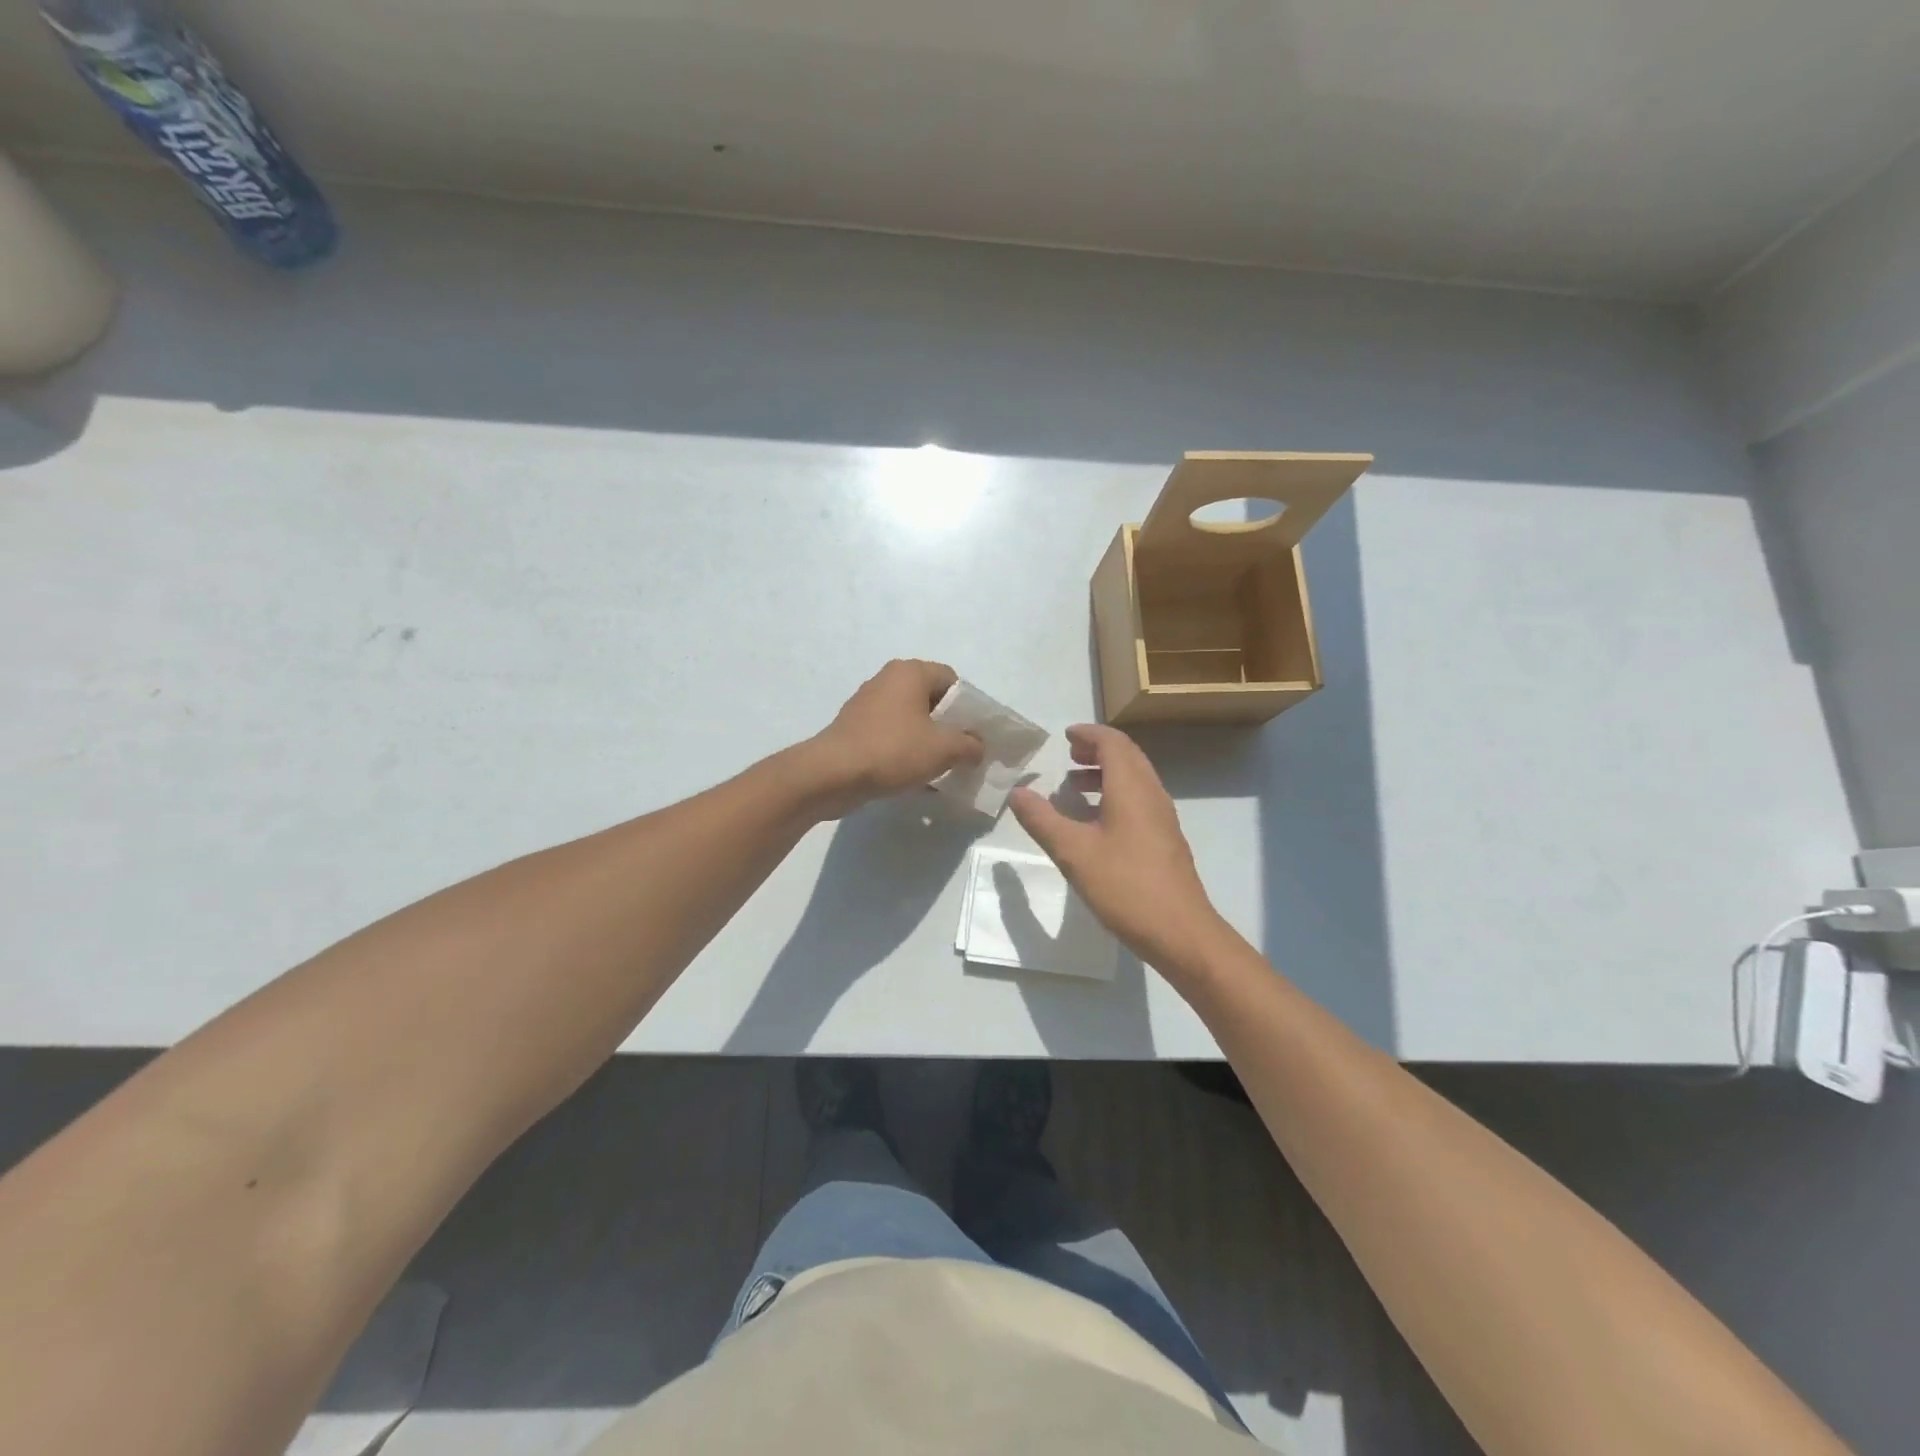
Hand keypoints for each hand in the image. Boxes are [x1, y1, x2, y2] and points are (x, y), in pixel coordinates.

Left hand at [804, 659, 983, 816]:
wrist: (832, 774)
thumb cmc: (893, 751)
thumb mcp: (944, 749)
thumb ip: (970, 745)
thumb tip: (977, 746)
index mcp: (910, 672)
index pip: (953, 681)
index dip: (969, 708)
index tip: (975, 735)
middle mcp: (887, 680)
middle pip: (931, 700)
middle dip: (949, 727)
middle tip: (962, 753)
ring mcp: (867, 703)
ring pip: (911, 719)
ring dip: (927, 741)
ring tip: (940, 768)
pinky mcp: (855, 727)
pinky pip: (891, 735)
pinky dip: (905, 750)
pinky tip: (913, 777)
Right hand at [1009, 724, 1230, 978]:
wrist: (1180, 932)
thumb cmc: (1125, 886)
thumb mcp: (1074, 852)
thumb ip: (1042, 820)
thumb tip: (1017, 792)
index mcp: (1132, 788)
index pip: (1113, 743)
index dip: (1089, 734)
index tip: (1065, 737)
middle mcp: (1152, 794)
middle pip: (1128, 756)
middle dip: (1097, 750)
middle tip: (1069, 756)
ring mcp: (1162, 818)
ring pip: (1135, 779)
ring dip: (1106, 773)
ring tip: (1074, 786)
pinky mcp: (1165, 839)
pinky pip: (1139, 800)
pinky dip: (1115, 794)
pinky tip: (1095, 822)